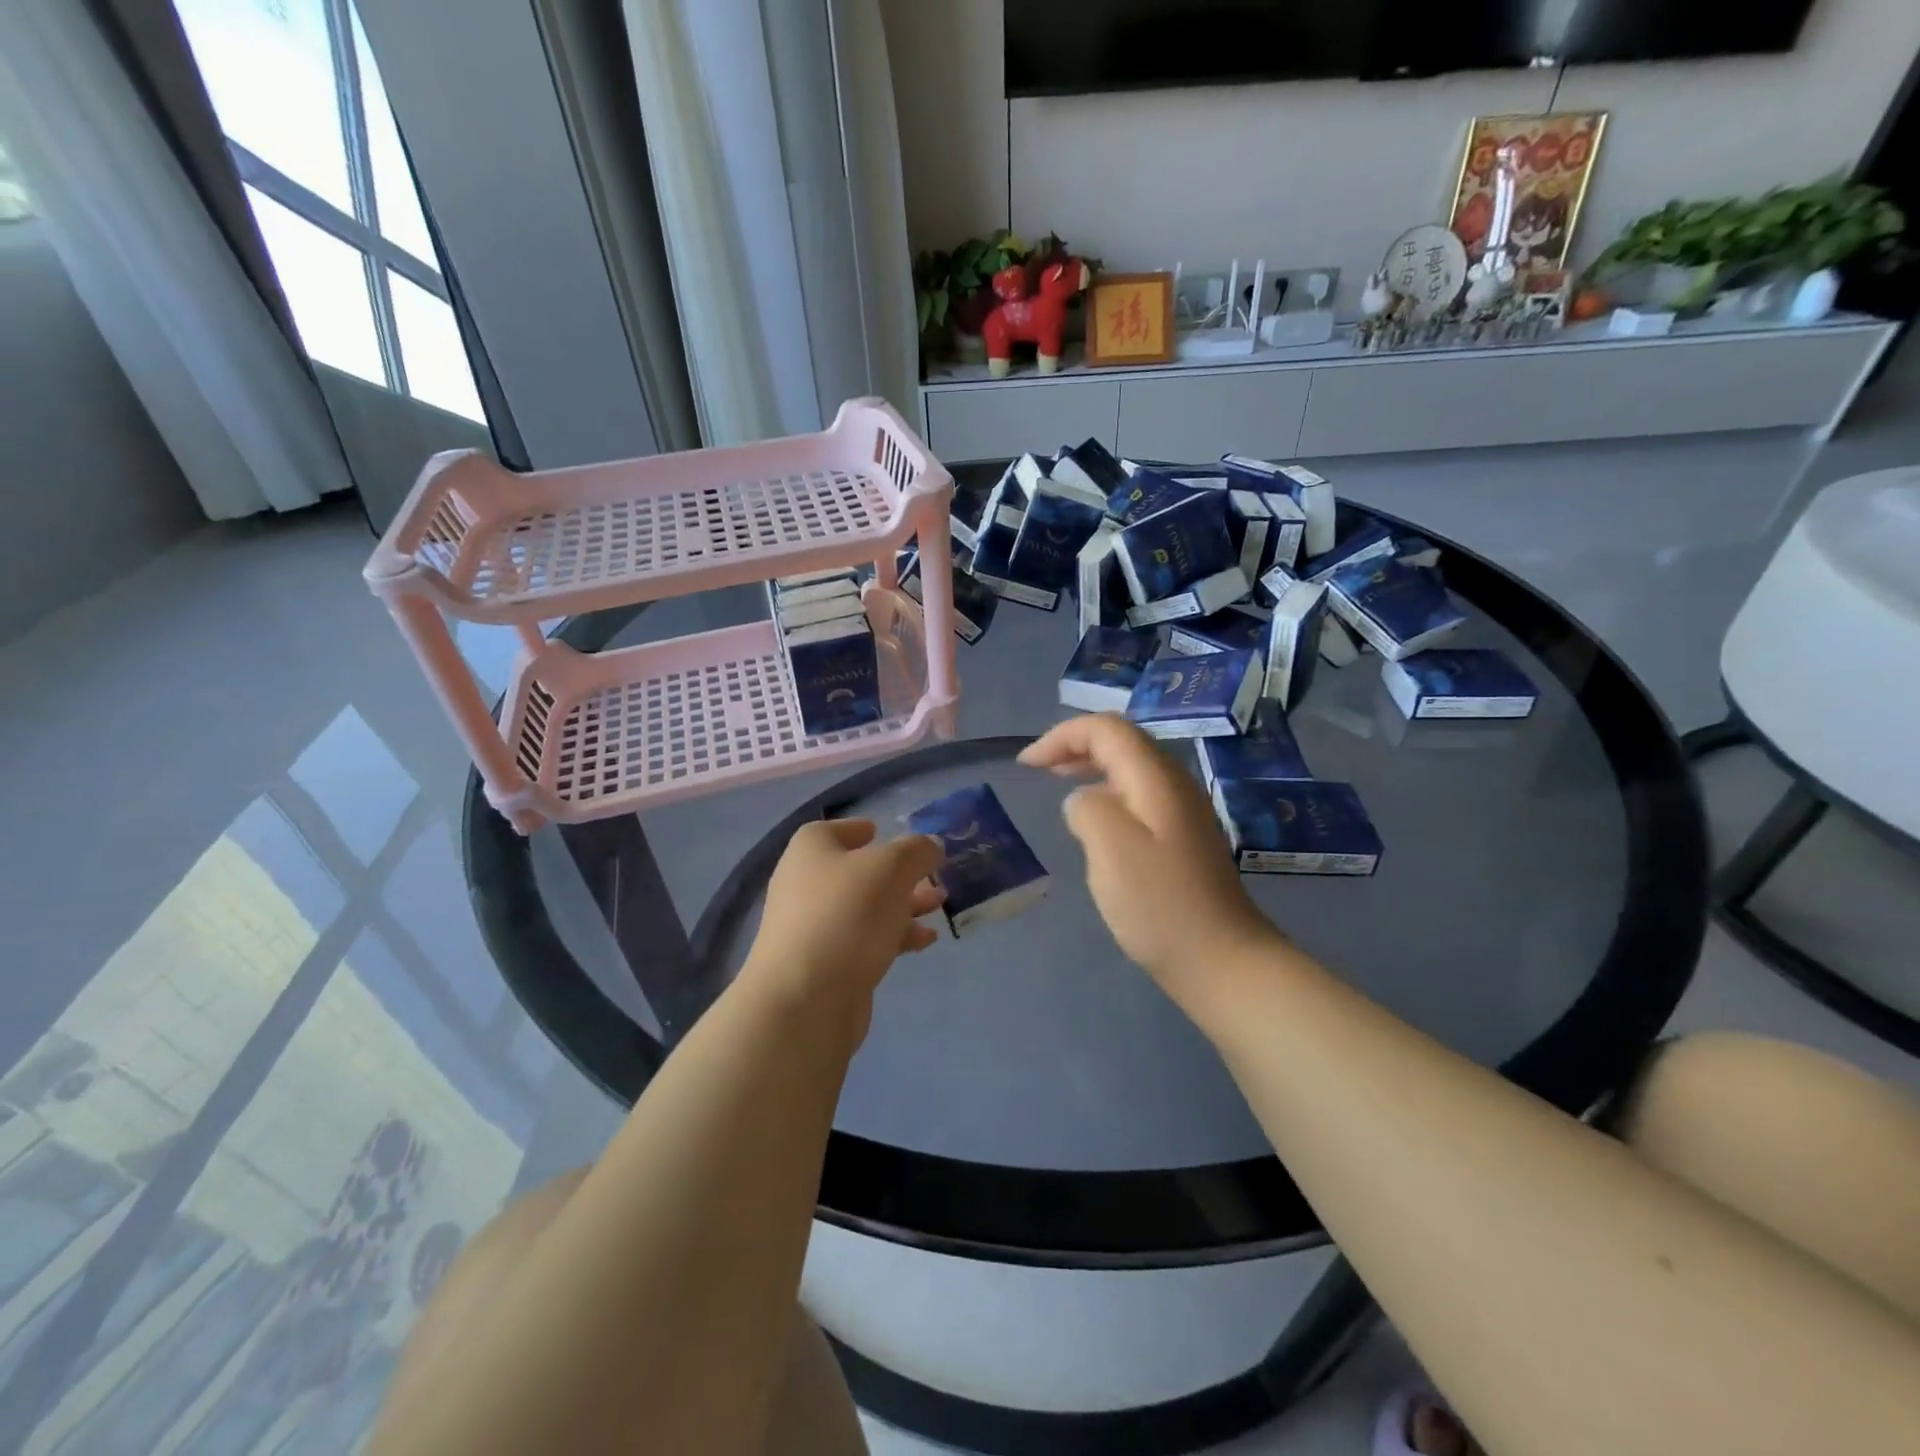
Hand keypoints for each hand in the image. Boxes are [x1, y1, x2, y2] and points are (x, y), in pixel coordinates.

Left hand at [743, 819, 944, 1035]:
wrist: (804, 999)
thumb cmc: (846, 915)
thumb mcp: (891, 869)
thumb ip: (916, 851)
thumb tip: (930, 845)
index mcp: (811, 849)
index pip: (836, 829)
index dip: (862, 828)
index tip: (887, 832)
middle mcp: (806, 883)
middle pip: (858, 870)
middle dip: (899, 873)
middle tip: (933, 875)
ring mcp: (814, 926)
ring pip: (866, 907)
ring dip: (903, 905)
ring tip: (940, 906)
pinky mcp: (827, 963)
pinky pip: (865, 939)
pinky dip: (894, 936)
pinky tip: (924, 942)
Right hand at [1020, 714, 1286, 1022]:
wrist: (1221, 959)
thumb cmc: (1159, 903)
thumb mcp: (1110, 847)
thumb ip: (1086, 809)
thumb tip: (1083, 802)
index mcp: (1157, 778)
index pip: (1107, 729)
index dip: (1062, 736)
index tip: (1026, 765)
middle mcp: (1174, 783)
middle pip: (1122, 742)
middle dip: (1075, 746)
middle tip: (1038, 768)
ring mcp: (1183, 811)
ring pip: (1131, 769)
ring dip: (1091, 768)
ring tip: (1060, 784)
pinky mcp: (1183, 839)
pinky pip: (1139, 796)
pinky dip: (1108, 794)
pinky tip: (1095, 822)